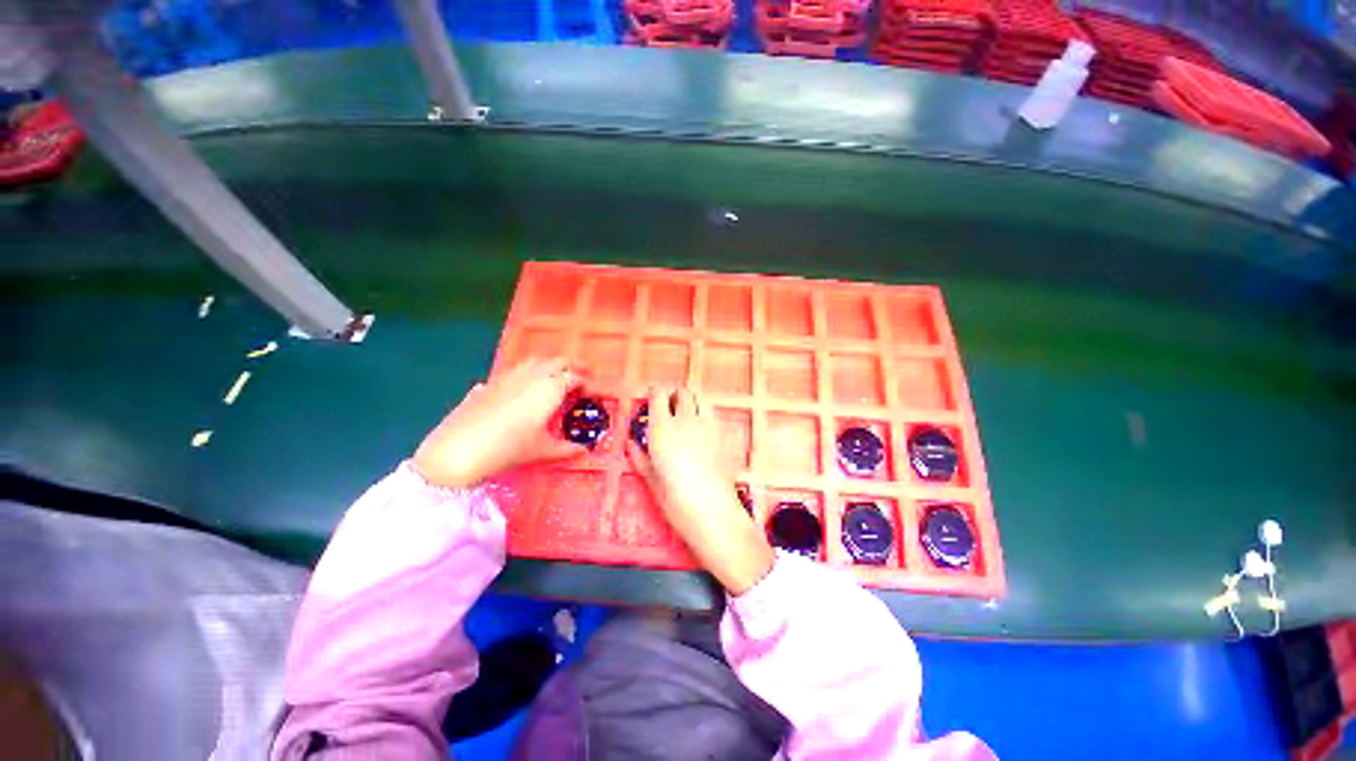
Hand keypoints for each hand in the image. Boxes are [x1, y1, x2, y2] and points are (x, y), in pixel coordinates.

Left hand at [413, 358, 588, 488]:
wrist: (460, 447)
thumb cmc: (509, 447)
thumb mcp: (542, 450)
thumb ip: (566, 449)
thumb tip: (582, 451)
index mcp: (551, 388)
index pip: (575, 377)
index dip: (587, 381)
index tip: (593, 389)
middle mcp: (534, 375)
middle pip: (559, 361)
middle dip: (574, 365)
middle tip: (584, 373)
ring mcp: (512, 375)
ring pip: (538, 360)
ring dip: (553, 363)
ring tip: (559, 374)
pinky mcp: (494, 380)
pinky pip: (520, 367)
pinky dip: (533, 369)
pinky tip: (529, 382)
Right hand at [628, 387, 774, 595]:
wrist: (711, 509)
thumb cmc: (674, 498)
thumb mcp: (650, 479)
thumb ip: (639, 457)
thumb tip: (630, 444)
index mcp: (661, 428)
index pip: (658, 394)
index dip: (655, 393)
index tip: (652, 399)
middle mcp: (684, 419)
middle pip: (681, 391)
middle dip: (674, 394)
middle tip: (669, 406)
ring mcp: (705, 423)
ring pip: (699, 396)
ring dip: (691, 398)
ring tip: (686, 411)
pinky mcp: (721, 431)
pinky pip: (711, 409)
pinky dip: (704, 409)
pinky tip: (700, 424)